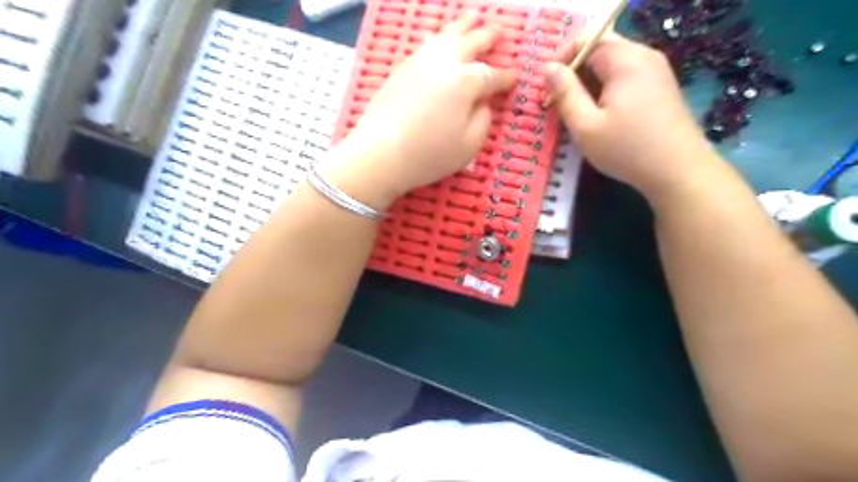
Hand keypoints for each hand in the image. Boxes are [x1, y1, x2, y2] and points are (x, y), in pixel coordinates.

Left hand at [332, 12, 512, 203]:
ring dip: (464, 25)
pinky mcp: (402, 67)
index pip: (492, 76)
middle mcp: (445, 63)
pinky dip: (438, 36)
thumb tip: (482, 103)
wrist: (381, 153)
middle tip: (500, 31)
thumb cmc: (429, 154)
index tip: (515, 77)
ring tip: (474, 17)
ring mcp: (421, 61)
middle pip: (471, 42)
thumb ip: (483, 120)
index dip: (506, 77)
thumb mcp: (469, 145)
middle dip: (488, 37)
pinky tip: (439, 36)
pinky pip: (426, 43)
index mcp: (466, 82)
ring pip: (447, 35)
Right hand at [545, 32, 718, 200]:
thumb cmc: (626, 149)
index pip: (586, 40)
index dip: (562, 59)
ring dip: (590, 84)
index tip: (549, 89)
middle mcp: (644, 56)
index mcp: (625, 60)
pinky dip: (607, 90)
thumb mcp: (585, 126)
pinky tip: (603, 117)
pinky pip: (626, 77)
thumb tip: (547, 68)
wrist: (678, 171)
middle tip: (561, 105)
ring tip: (579, 114)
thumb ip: (565, 93)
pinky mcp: (661, 87)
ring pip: (613, 65)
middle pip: (600, 50)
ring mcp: (657, 71)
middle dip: (575, 74)